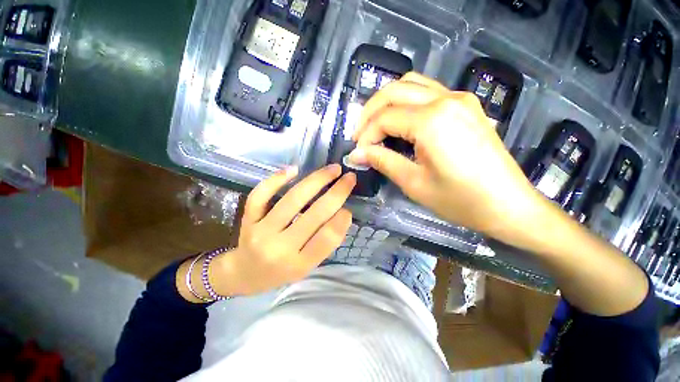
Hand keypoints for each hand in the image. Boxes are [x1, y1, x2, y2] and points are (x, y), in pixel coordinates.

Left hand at [212, 165, 355, 295]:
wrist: (243, 274)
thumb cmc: (280, 272)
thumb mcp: (306, 266)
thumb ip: (324, 243)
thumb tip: (341, 213)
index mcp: (299, 265)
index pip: (326, 238)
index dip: (341, 220)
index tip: (349, 208)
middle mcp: (279, 248)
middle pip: (314, 215)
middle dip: (337, 192)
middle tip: (349, 178)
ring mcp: (261, 231)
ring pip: (292, 199)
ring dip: (316, 180)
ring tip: (333, 169)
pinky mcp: (247, 219)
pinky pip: (261, 195)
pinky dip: (277, 179)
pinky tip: (294, 169)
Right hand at [350, 72, 540, 237]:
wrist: (508, 204)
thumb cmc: (459, 200)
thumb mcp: (414, 183)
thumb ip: (382, 161)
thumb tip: (356, 154)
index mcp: (431, 121)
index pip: (384, 118)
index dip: (366, 136)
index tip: (358, 153)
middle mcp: (445, 99)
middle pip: (394, 91)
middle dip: (369, 112)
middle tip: (360, 135)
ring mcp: (459, 98)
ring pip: (411, 84)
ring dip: (387, 102)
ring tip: (375, 125)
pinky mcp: (466, 105)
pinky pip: (427, 91)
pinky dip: (406, 101)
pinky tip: (400, 120)